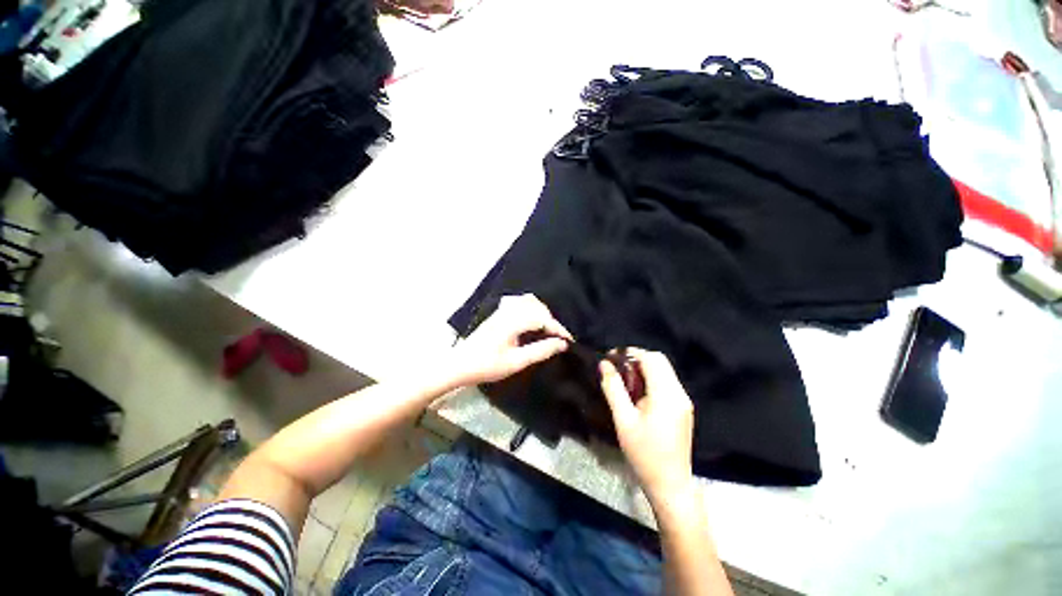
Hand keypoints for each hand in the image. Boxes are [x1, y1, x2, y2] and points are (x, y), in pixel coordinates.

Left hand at [450, 294, 571, 386]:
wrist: (460, 364)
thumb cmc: (487, 366)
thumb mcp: (516, 362)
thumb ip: (540, 351)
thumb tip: (561, 344)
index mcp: (512, 322)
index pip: (542, 319)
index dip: (558, 329)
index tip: (569, 340)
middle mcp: (508, 311)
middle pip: (537, 306)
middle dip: (551, 319)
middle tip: (558, 336)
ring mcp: (501, 310)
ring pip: (528, 301)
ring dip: (541, 311)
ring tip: (547, 327)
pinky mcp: (498, 313)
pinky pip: (519, 302)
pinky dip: (530, 307)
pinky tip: (531, 318)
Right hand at [600, 349, 695, 504]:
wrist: (670, 484)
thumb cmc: (643, 454)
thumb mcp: (623, 420)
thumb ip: (613, 388)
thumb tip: (604, 364)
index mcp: (666, 395)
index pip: (651, 358)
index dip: (630, 352)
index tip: (612, 357)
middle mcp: (679, 393)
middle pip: (660, 360)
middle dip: (637, 359)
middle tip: (617, 370)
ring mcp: (684, 400)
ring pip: (664, 370)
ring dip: (644, 369)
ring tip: (626, 383)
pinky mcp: (683, 408)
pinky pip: (667, 382)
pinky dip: (651, 380)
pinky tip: (638, 394)